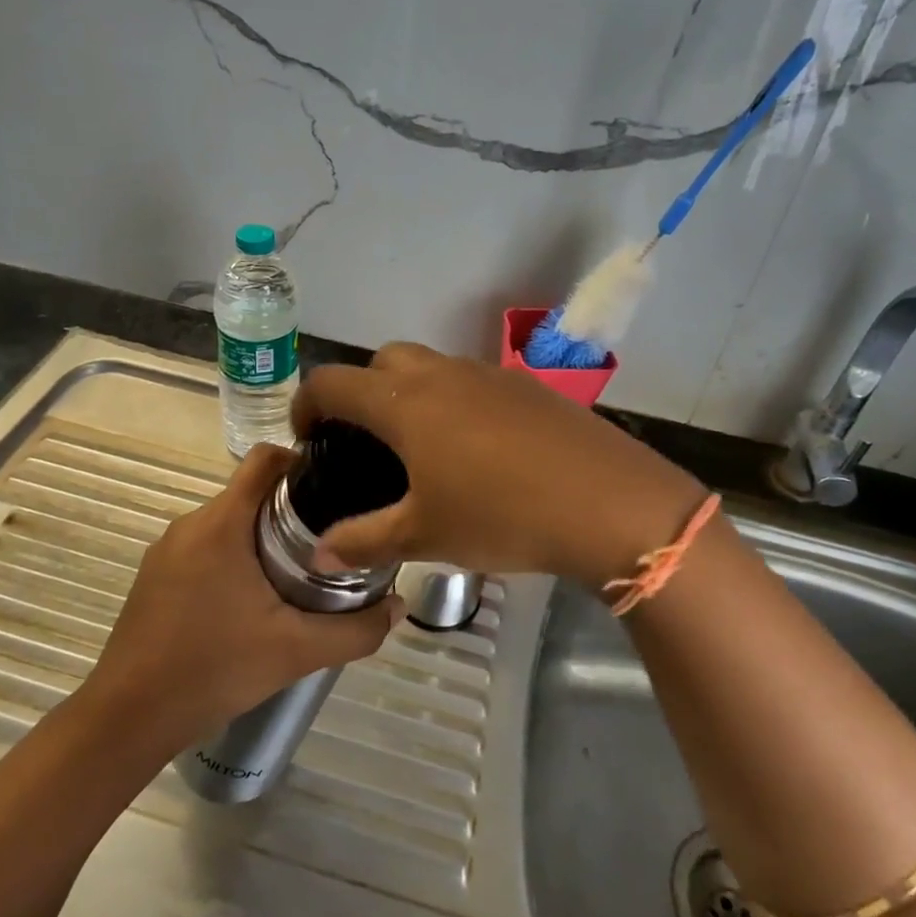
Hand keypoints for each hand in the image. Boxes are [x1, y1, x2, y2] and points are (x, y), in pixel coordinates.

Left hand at [83, 444, 401, 748]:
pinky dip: (233, 558)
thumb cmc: (213, 669)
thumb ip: (356, 629)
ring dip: (261, 537)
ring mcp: (167, 550)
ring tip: (296, 574)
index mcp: (222, 523)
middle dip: (290, 510)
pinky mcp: (155, 575)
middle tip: (327, 543)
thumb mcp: (296, 651)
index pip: (265, 459)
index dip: (302, 461)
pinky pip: (205, 547)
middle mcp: (191, 523)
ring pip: (228, 522)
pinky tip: (249, 602)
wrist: (128, 718)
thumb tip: (400, 606)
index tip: (334, 487)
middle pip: (250, 492)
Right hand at [291, 343, 705, 588]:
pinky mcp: (527, 386)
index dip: (307, 404)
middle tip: (367, 441)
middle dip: (361, 391)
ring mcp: (489, 374)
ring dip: (410, 393)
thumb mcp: (425, 536)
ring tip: (421, 448)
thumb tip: (319, 556)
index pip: (333, 382)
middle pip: (382, 360)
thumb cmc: (502, 515)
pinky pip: (472, 381)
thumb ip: (364, 542)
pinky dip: (454, 401)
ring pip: (431, 366)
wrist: (608, 501)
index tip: (308, 439)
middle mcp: (441, 374)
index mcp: (404, 402)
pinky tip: (477, 451)